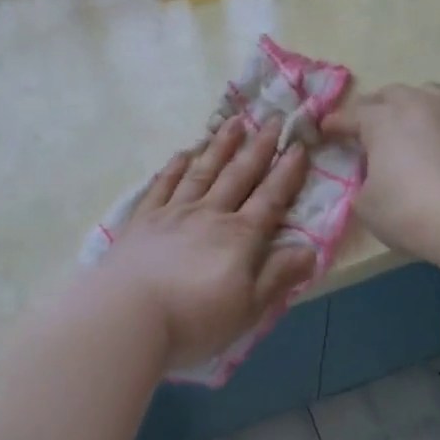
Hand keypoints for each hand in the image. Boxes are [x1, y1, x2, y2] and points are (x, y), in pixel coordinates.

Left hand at [102, 117, 317, 366]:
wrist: (128, 315)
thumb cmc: (193, 319)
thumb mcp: (248, 308)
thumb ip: (277, 276)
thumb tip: (311, 250)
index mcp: (239, 237)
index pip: (270, 199)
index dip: (286, 173)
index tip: (299, 146)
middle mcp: (209, 215)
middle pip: (238, 175)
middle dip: (259, 147)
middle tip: (274, 119)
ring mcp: (173, 212)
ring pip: (203, 171)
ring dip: (221, 146)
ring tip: (235, 123)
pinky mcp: (143, 219)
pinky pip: (164, 184)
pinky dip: (176, 166)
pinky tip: (185, 152)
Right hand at [323, 83, 439, 263]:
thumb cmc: (414, 212)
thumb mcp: (367, 207)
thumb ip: (364, 185)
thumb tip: (374, 178)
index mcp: (383, 120)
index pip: (351, 116)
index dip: (336, 124)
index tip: (325, 131)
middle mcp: (421, 105)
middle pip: (392, 94)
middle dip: (377, 107)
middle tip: (370, 127)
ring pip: (433, 95)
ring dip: (418, 107)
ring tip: (416, 127)